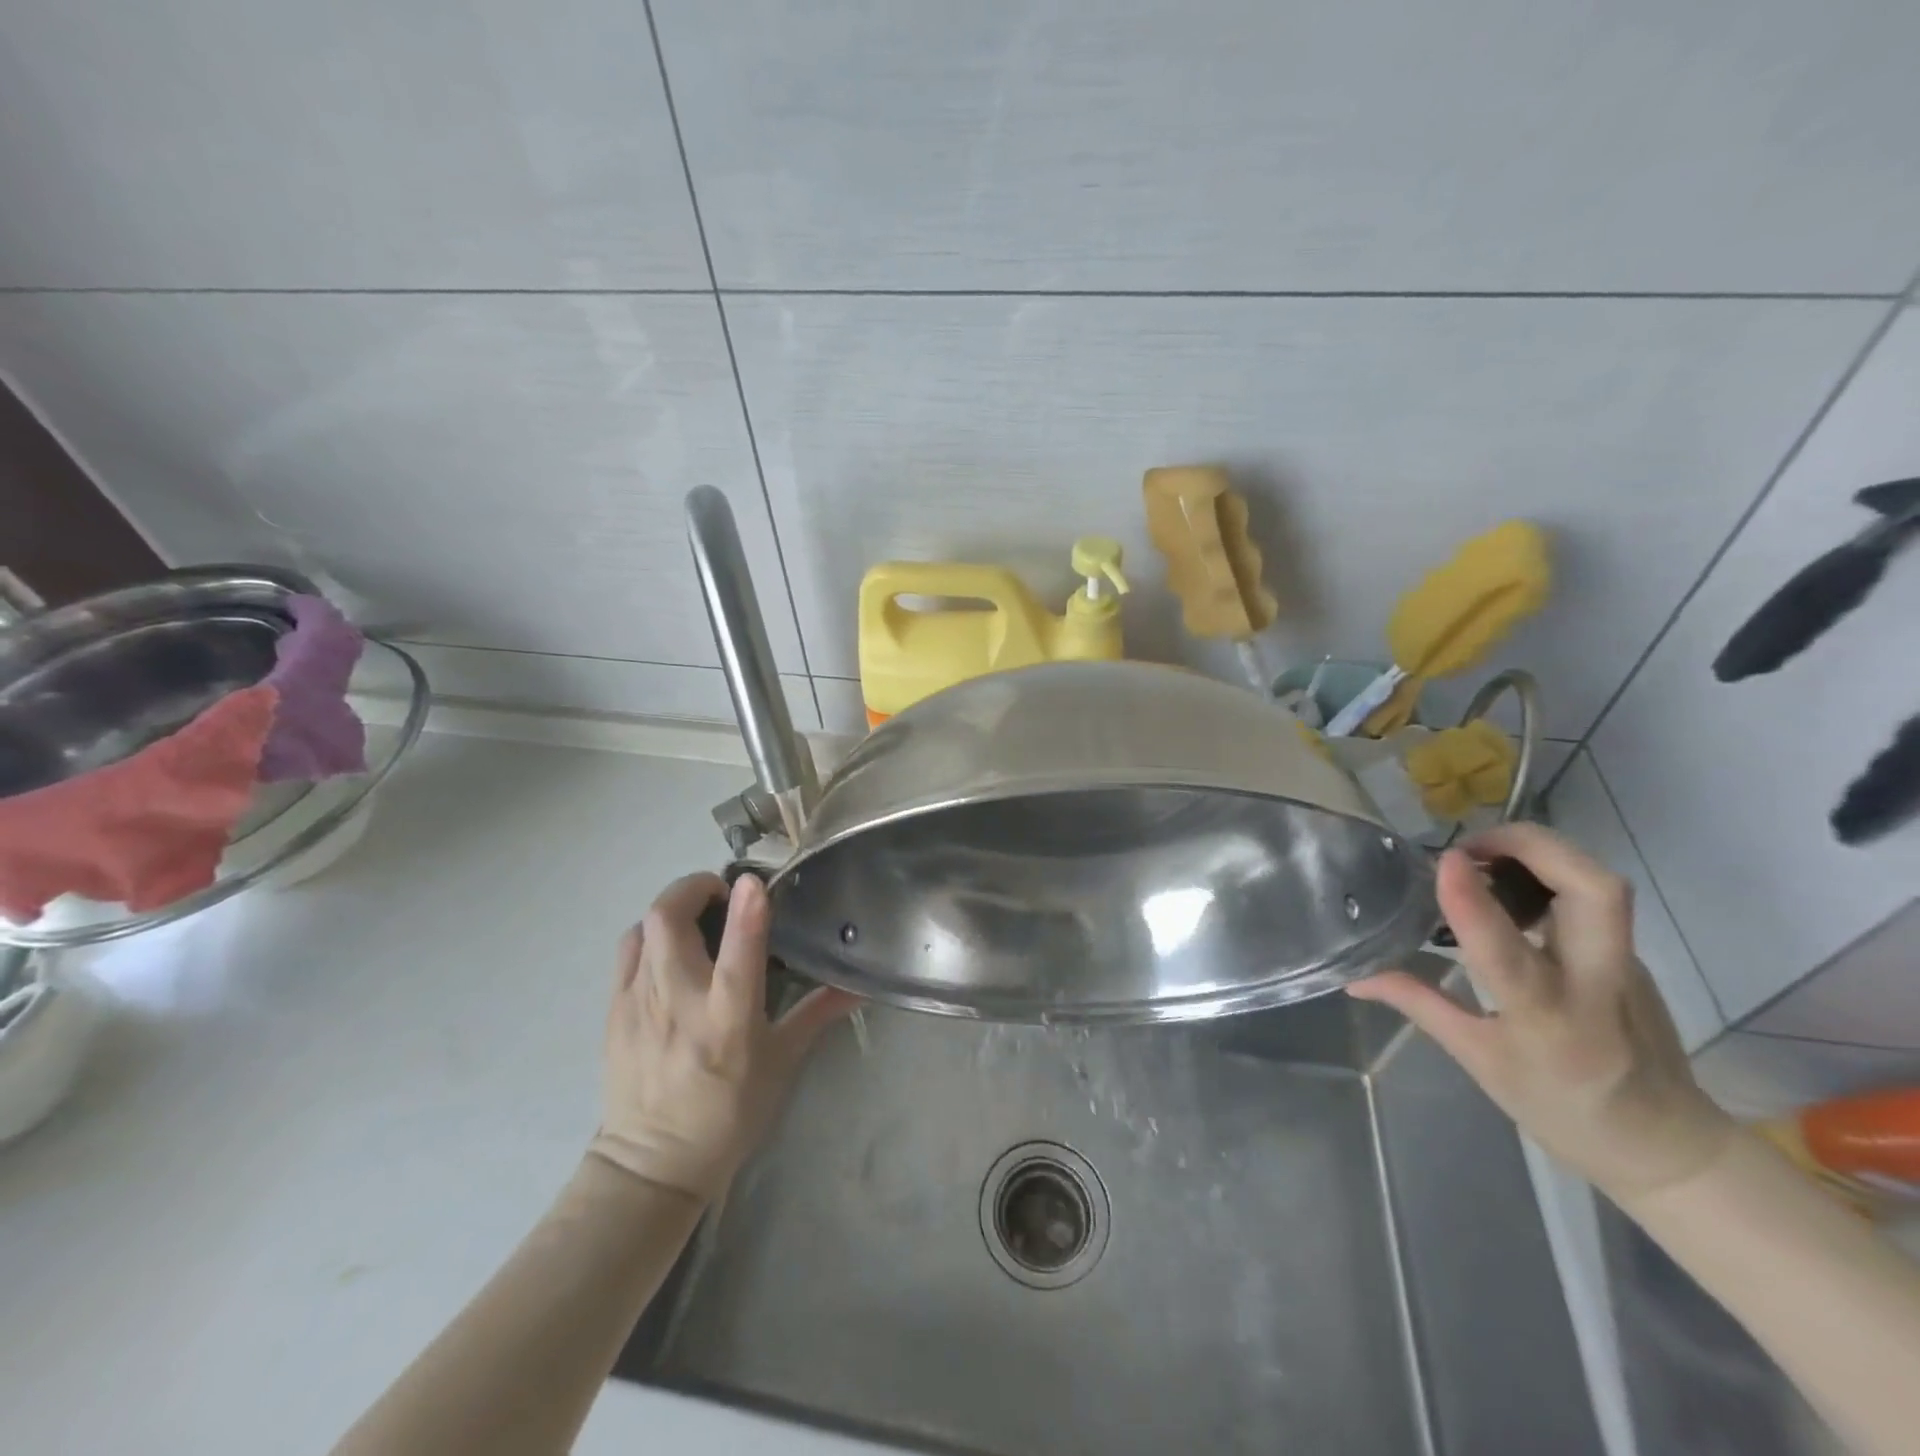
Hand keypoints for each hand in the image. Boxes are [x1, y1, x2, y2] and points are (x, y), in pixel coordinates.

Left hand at [587, 872, 858, 1201]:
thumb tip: (857, 984)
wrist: (651, 1165)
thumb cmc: (728, 1113)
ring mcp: (638, 1003)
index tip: (754, 880)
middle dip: (693, 888)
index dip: (746, 910)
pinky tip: (665, 951)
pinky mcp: (613, 1010)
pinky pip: (627, 952)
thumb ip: (816, 1014)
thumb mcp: (781, 1064)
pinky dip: (648, 936)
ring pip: (644, 928)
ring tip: (693, 920)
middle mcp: (678, 1001)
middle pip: (668, 920)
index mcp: (726, 1018)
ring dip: (670, 910)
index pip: (737, 952)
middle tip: (720, 894)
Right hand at [1348, 823, 1735, 1203]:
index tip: (1445, 860)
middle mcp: (1595, 985)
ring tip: (1484, 853)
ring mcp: (1625, 967)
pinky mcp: (1632, 956)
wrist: (1666, 1144)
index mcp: (1547, 1020)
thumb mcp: (1479, 1061)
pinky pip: (1592, 898)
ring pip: (1600, 886)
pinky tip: (1509, 883)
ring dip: (1542, 852)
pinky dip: (1548, 873)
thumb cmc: (1561, 1108)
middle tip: (1474, 843)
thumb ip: (1419, 1005)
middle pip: (1594, 891)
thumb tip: (1357, 979)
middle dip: (1535, 847)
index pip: (1507, 951)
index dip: (1473, 899)